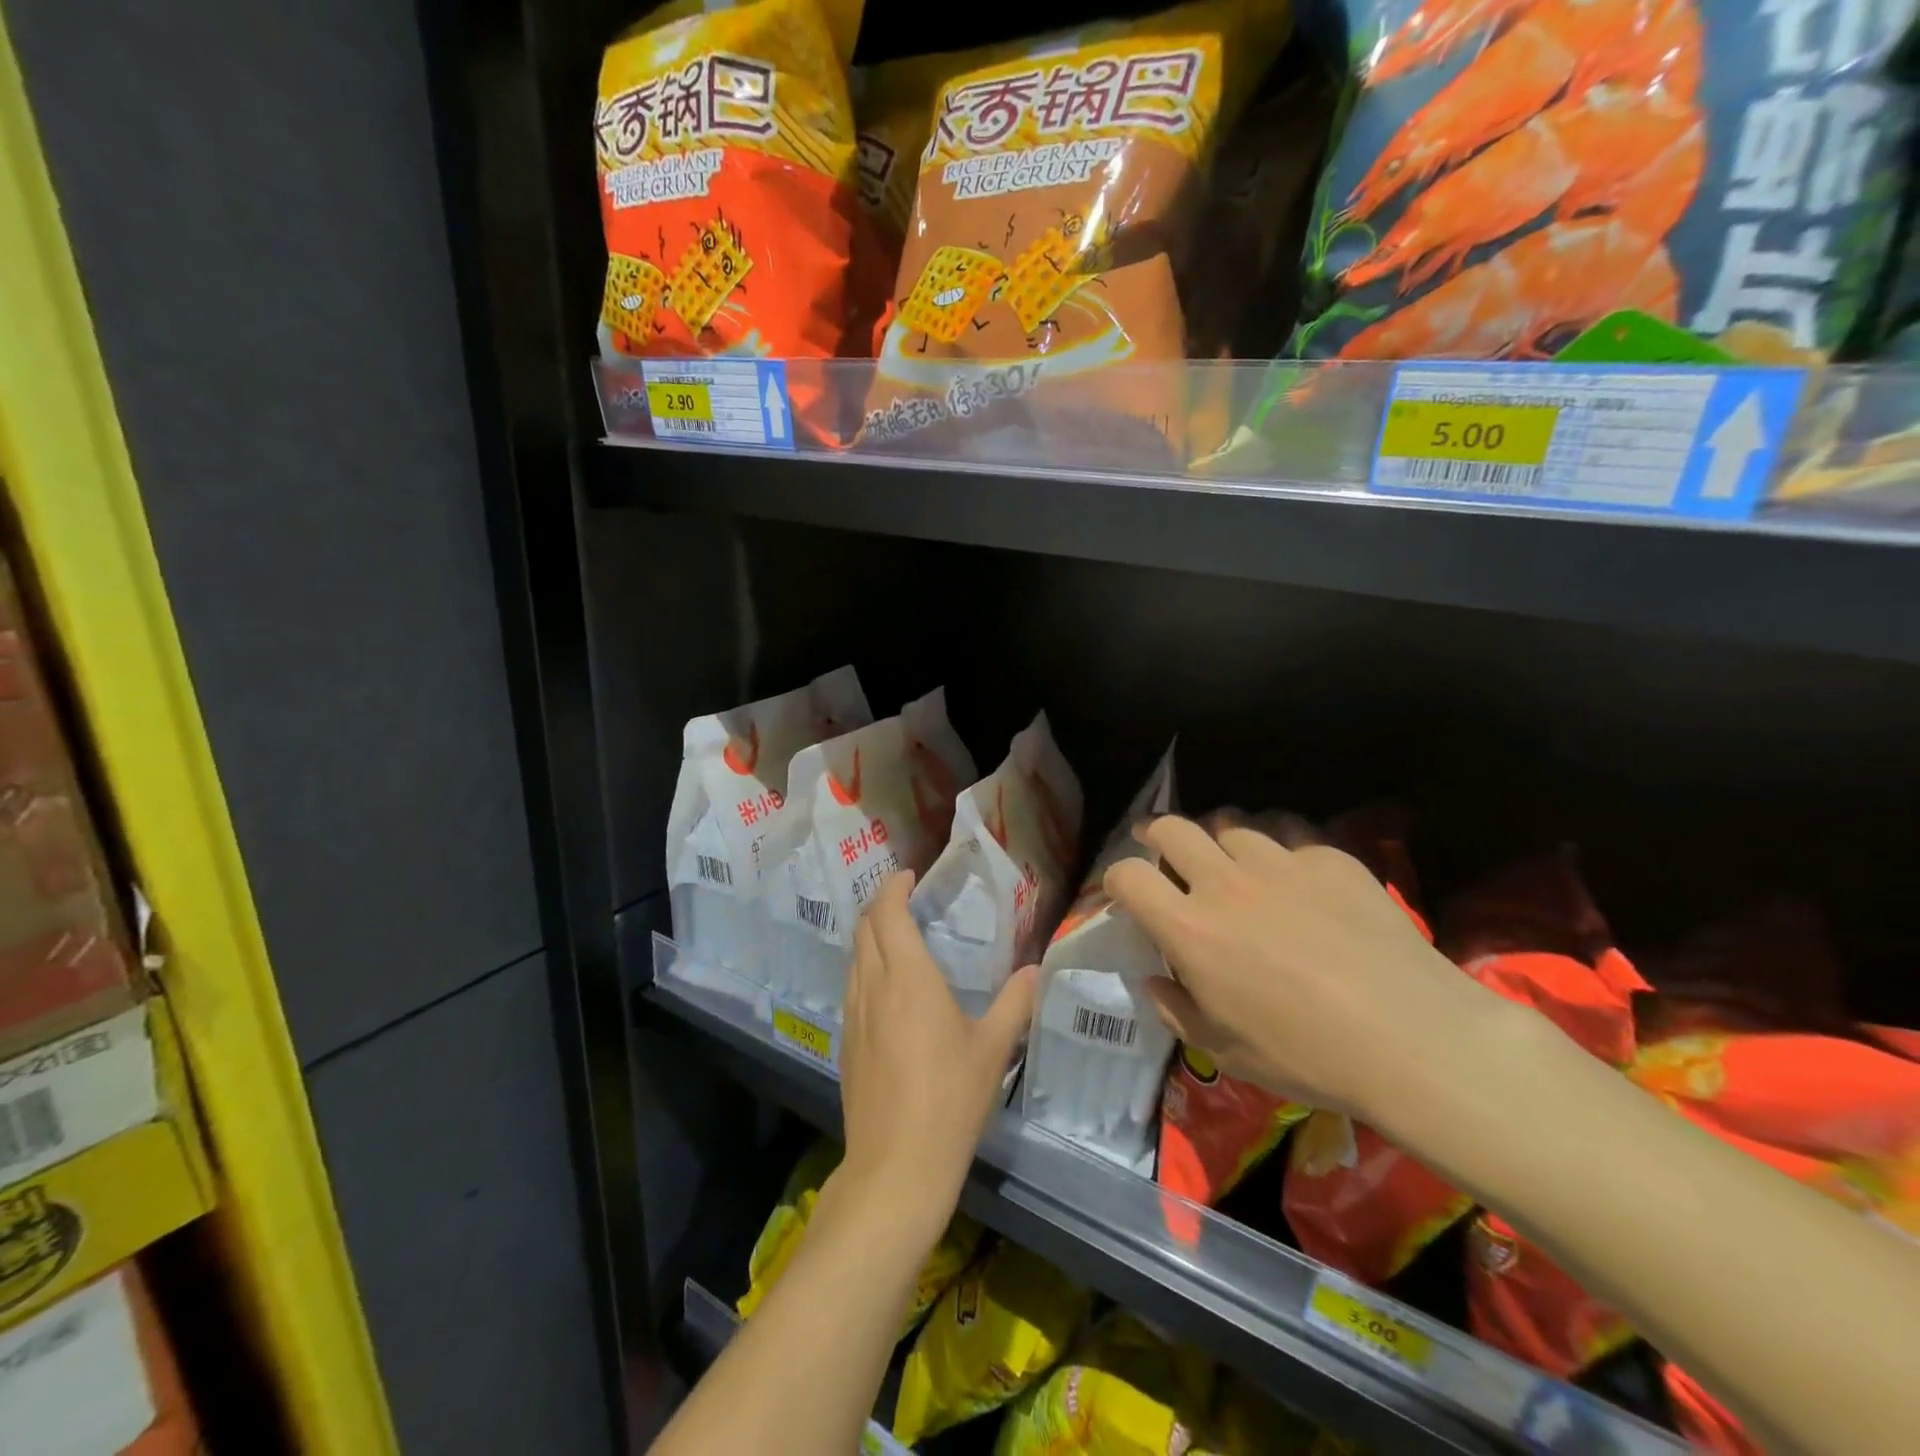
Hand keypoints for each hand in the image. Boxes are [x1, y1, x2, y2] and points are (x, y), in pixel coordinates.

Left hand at [837, 871, 1036, 1243]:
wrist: (896, 1167)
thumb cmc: (950, 1100)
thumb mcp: (992, 1050)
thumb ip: (1015, 1004)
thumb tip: (1035, 971)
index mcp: (908, 978)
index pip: (888, 913)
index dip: (893, 888)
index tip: (909, 876)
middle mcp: (873, 987)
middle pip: (865, 929)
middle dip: (880, 905)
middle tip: (905, 900)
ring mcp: (853, 1015)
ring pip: (854, 957)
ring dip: (870, 936)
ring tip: (896, 936)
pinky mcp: (846, 1043)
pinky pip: (851, 987)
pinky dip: (865, 968)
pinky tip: (886, 988)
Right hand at [1104, 816, 1499, 1127]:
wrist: (1412, 1039)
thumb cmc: (1307, 1056)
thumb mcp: (1225, 1051)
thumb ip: (1176, 1010)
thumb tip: (1154, 981)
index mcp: (1190, 929)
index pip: (1127, 875)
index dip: (1116, 878)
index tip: (1125, 891)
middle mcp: (1224, 883)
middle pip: (1172, 828)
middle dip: (1156, 834)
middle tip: (1162, 849)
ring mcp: (1279, 863)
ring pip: (1230, 824)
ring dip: (1219, 839)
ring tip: (1231, 859)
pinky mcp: (1328, 858)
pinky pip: (1288, 835)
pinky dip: (1278, 848)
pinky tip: (1295, 875)